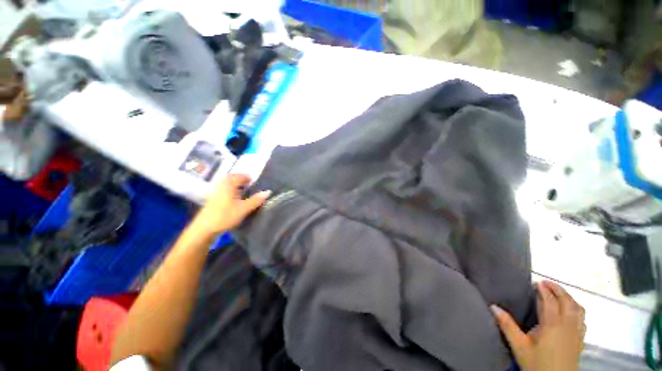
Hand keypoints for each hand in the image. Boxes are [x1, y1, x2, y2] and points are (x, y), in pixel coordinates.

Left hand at [192, 174, 270, 236]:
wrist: (204, 229)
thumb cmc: (225, 216)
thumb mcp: (244, 208)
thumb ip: (256, 200)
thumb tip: (268, 191)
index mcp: (228, 185)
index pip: (238, 176)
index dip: (246, 177)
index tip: (254, 181)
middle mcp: (221, 186)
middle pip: (230, 178)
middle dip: (240, 179)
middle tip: (249, 184)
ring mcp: (215, 193)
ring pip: (226, 185)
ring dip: (234, 185)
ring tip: (243, 191)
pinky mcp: (212, 201)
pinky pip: (223, 191)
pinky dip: (230, 191)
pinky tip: (234, 199)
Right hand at [492, 281, 585, 370]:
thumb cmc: (537, 363)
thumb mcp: (519, 346)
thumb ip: (507, 325)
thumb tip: (493, 306)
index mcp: (552, 324)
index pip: (550, 300)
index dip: (543, 289)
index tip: (536, 282)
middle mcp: (568, 325)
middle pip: (567, 301)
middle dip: (558, 289)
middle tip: (546, 283)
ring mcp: (577, 332)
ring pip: (578, 308)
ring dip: (569, 298)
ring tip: (560, 294)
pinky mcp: (581, 340)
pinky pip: (583, 319)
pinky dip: (577, 309)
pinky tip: (572, 312)